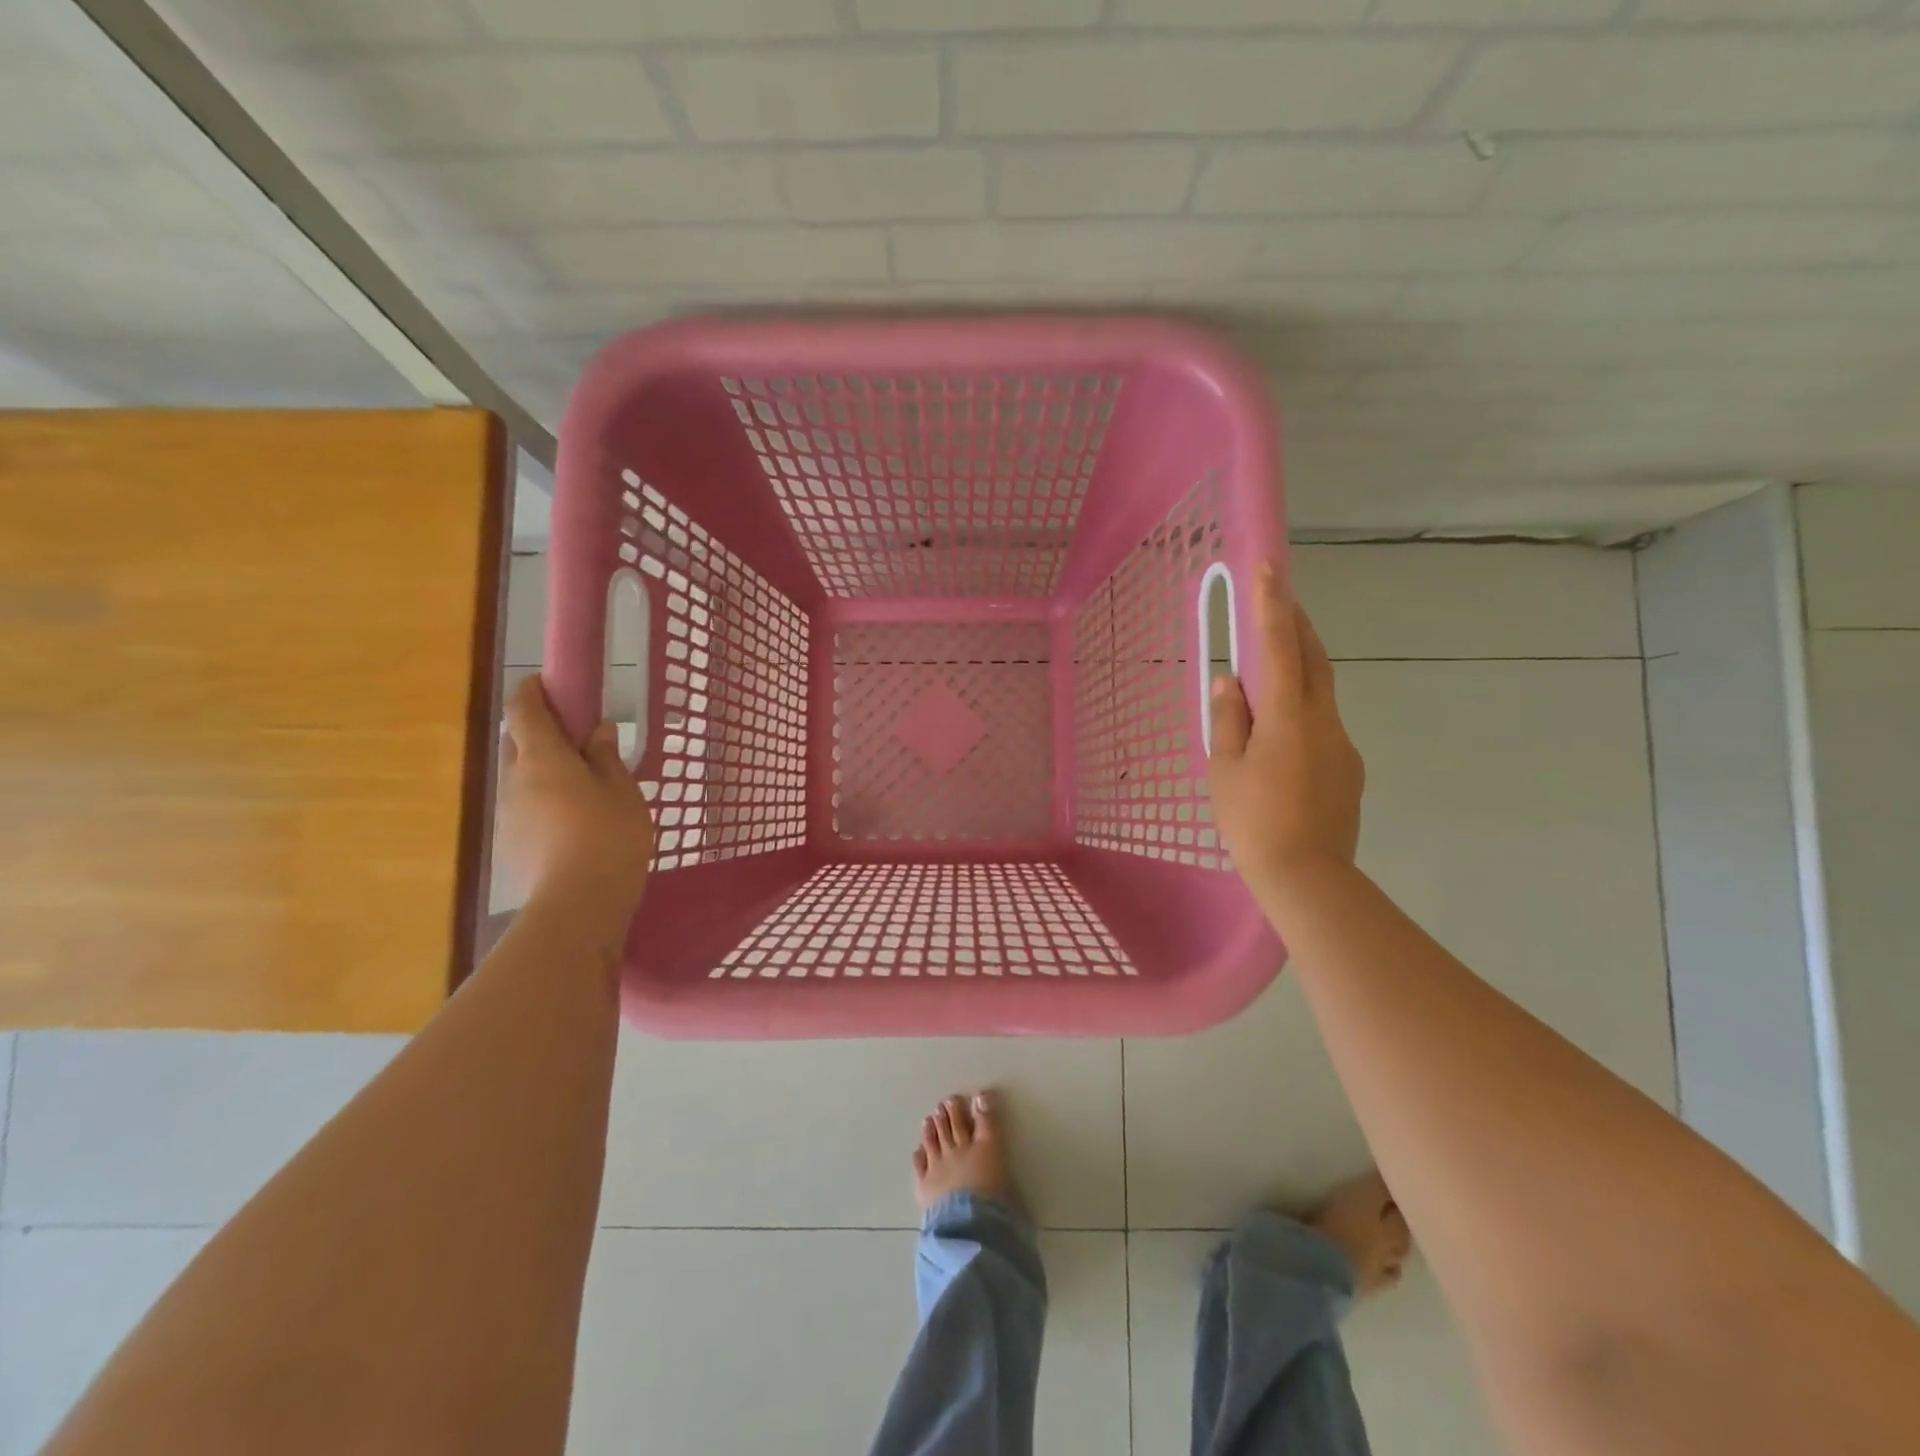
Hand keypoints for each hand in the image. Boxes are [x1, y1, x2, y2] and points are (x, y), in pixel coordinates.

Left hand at [500, 676, 653, 912]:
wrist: (578, 903)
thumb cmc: (609, 835)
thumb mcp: (622, 790)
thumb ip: (606, 756)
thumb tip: (596, 731)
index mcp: (542, 757)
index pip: (523, 709)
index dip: (532, 690)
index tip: (550, 683)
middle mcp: (514, 779)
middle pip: (516, 741)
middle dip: (539, 731)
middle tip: (576, 739)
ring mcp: (507, 814)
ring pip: (519, 777)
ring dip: (541, 769)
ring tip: (580, 786)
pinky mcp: (510, 844)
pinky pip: (524, 807)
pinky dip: (542, 801)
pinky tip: (571, 823)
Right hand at [1208, 563, 1364, 889]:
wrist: (1308, 877)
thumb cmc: (1253, 820)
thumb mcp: (1225, 769)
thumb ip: (1228, 719)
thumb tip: (1229, 680)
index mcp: (1287, 717)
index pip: (1278, 647)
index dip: (1272, 605)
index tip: (1270, 566)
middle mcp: (1323, 721)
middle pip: (1314, 659)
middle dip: (1297, 624)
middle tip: (1280, 599)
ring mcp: (1342, 745)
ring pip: (1321, 693)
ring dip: (1300, 668)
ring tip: (1272, 667)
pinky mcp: (1349, 769)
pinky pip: (1323, 725)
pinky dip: (1302, 711)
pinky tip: (1282, 737)